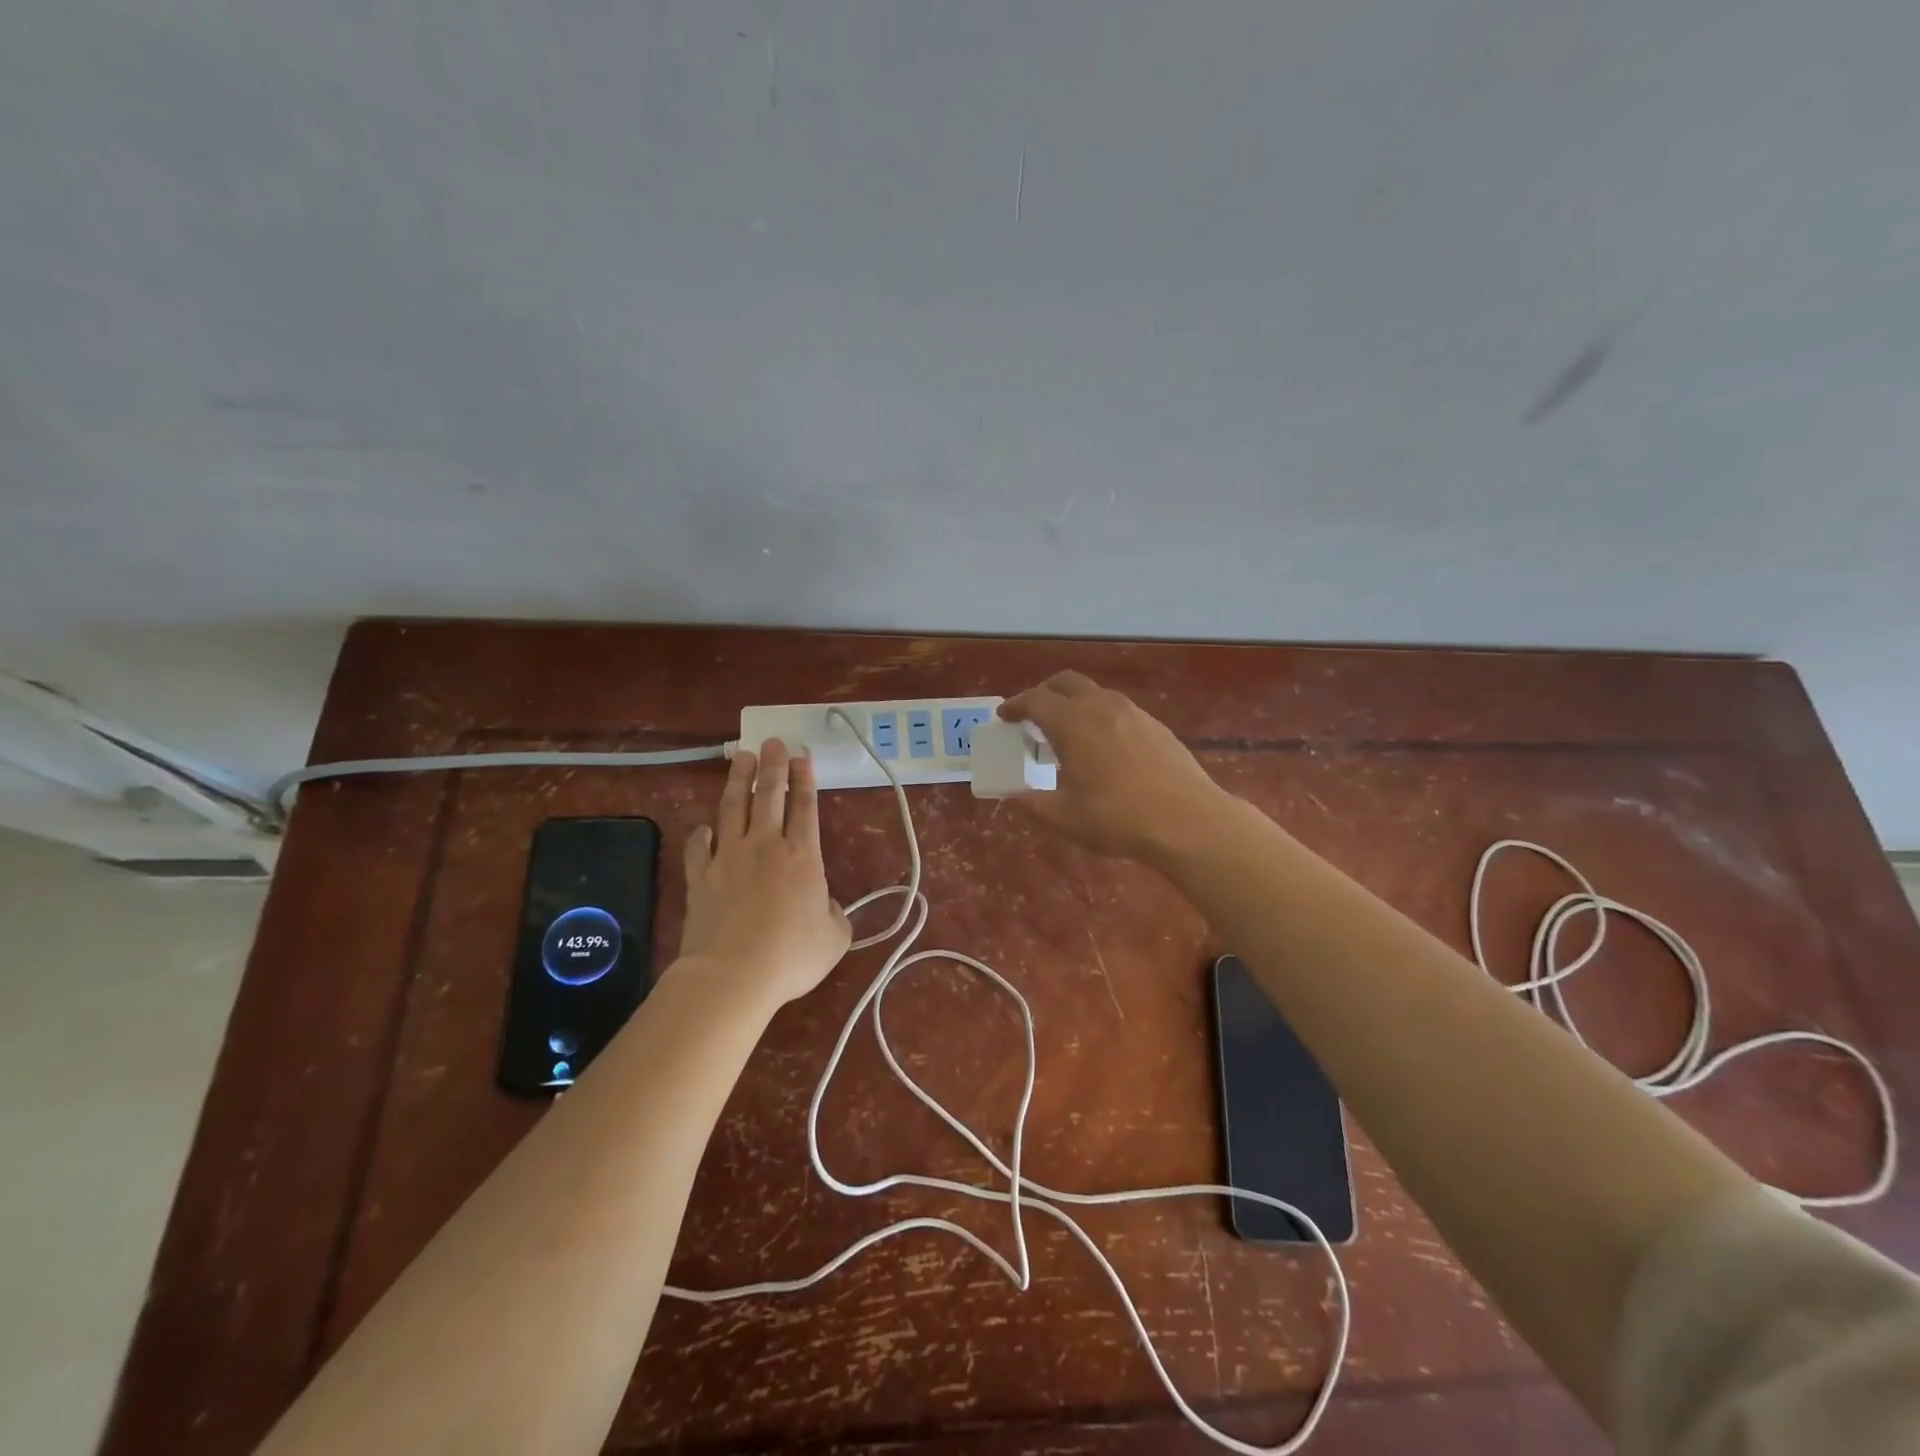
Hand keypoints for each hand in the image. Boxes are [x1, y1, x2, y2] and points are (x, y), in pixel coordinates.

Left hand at [675, 740, 851, 1006]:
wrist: (733, 974)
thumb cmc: (791, 955)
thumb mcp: (834, 938)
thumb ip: (834, 914)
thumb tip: (824, 904)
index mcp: (803, 856)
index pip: (805, 807)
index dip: (805, 779)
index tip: (802, 756)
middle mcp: (765, 846)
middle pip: (769, 795)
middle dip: (772, 765)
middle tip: (772, 742)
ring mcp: (728, 857)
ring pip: (733, 807)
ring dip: (739, 780)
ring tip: (741, 758)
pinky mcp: (700, 876)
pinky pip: (698, 847)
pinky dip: (701, 834)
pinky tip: (703, 827)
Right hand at [1000, 671, 1228, 861]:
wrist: (1188, 821)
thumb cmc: (1118, 818)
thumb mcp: (1065, 817)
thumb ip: (1034, 803)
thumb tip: (1018, 796)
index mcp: (1072, 722)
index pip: (1035, 700)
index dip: (1015, 705)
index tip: (1004, 716)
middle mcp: (1101, 706)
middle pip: (1066, 683)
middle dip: (1044, 693)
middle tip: (1032, 715)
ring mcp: (1133, 713)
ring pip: (1095, 694)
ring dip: (1075, 704)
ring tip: (1068, 732)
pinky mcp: (1156, 726)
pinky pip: (1118, 710)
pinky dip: (1100, 717)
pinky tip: (1104, 747)